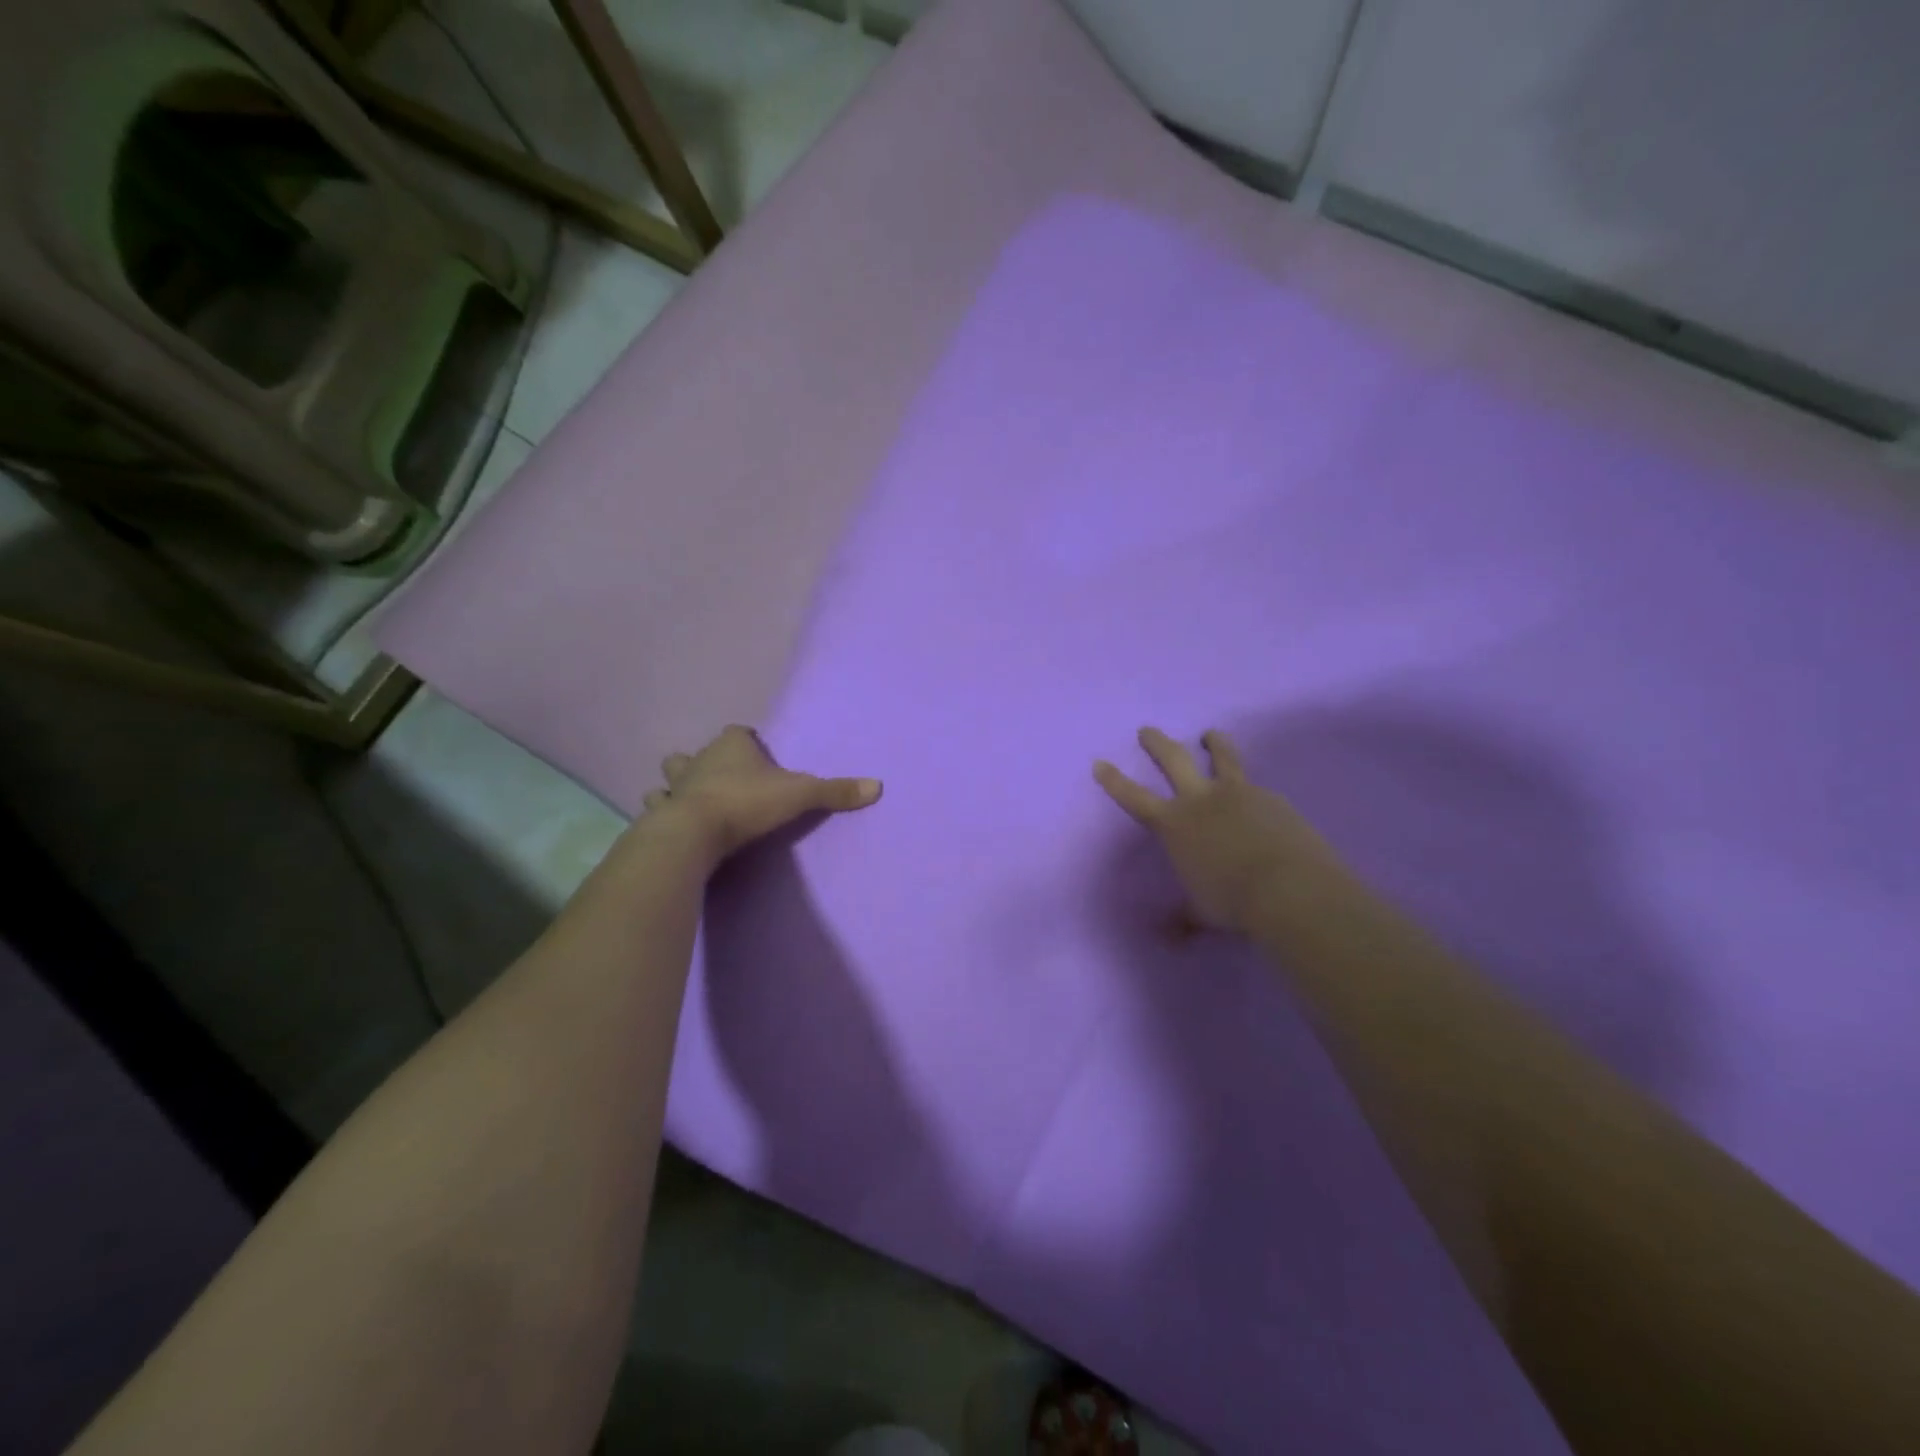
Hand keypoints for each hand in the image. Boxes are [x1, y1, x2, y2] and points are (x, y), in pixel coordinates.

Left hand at [641, 725, 881, 864]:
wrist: (694, 833)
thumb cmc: (746, 803)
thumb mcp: (799, 795)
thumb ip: (834, 791)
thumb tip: (877, 786)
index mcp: (732, 747)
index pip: (738, 732)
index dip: (748, 741)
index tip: (757, 753)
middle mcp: (700, 760)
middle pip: (697, 752)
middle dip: (706, 761)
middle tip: (723, 778)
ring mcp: (676, 787)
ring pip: (672, 778)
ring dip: (679, 785)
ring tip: (694, 799)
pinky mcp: (660, 815)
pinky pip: (659, 808)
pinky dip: (665, 812)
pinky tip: (673, 823)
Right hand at [1095, 727, 1345, 934]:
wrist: (1289, 889)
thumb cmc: (1233, 902)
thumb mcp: (1201, 912)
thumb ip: (1183, 918)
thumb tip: (1167, 939)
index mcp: (1174, 824)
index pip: (1134, 798)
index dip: (1115, 781)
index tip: (1100, 763)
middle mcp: (1201, 799)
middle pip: (1174, 760)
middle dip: (1157, 743)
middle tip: (1147, 730)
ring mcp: (1239, 793)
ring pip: (1222, 757)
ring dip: (1214, 742)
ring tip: (1210, 734)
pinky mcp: (1272, 798)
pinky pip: (1257, 787)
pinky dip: (1252, 788)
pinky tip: (1259, 797)